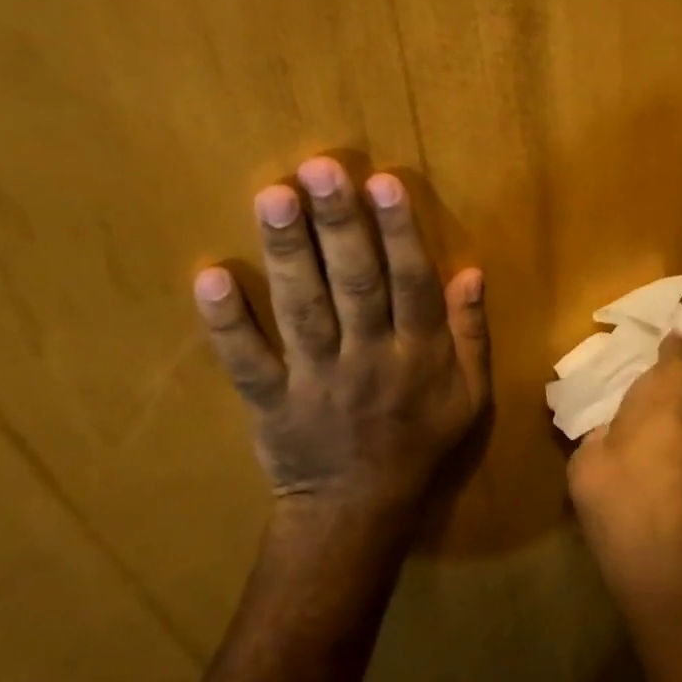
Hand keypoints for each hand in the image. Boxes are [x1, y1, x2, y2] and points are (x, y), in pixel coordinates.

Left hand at [193, 156, 490, 511]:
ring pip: (302, 310)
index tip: (383, 183)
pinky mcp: (269, 402)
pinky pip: (247, 361)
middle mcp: (368, 359)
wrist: (358, 512)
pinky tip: (210, 276)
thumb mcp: (470, 394)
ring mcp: (315, 380)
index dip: (399, 233)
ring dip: (287, 254)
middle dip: (339, 226)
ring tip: (273, 197)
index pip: (412, 284)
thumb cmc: (421, 443)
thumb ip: (471, 332)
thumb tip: (471, 271)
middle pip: (355, 285)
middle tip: (320, 169)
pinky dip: (227, 323)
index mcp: (419, 355)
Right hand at [566, 334, 681, 528]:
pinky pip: (599, 432)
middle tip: (634, 355)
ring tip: (603, 366)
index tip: (674, 353)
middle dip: (651, 390)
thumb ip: (679, 354)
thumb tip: (679, 334)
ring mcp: (642, 459)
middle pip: (667, 412)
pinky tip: (578, 390)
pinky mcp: (606, 464)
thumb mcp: (680, 375)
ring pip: (631, 422)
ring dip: (619, 403)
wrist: (628, 480)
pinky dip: (589, 416)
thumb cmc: (670, 425)